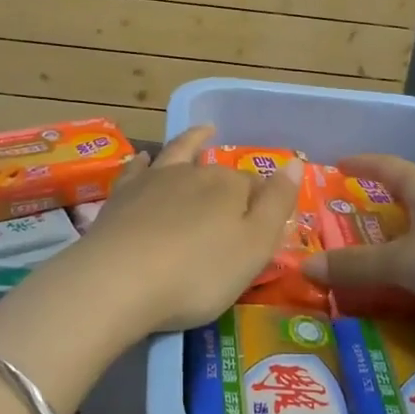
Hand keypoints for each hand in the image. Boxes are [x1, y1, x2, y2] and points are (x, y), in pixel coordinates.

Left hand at [62, 124, 303, 336]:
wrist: (119, 280)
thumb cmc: (197, 274)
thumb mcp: (254, 247)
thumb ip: (276, 204)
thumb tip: (295, 162)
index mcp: (230, 187)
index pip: (254, 187)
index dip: (261, 202)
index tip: (263, 223)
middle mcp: (194, 173)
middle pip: (218, 172)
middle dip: (229, 180)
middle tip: (236, 189)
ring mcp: (154, 180)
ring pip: (179, 154)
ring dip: (192, 143)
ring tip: (202, 133)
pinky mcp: (122, 196)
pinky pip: (137, 169)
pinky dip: (145, 161)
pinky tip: (145, 158)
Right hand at [303, 155, 414, 325]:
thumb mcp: (403, 261)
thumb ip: (356, 265)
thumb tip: (304, 267)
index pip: (387, 166)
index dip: (362, 164)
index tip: (338, 163)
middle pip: (407, 195)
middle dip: (379, 203)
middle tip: (348, 217)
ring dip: (400, 238)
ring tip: (372, 254)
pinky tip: (409, 284)